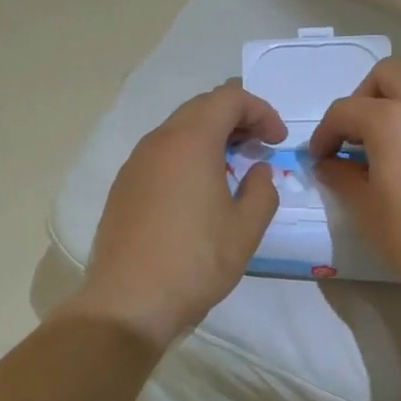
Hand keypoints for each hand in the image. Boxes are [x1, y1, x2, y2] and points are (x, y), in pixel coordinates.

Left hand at [65, 84, 285, 347]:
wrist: (129, 302)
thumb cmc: (195, 263)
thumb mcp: (245, 230)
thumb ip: (262, 191)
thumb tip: (257, 171)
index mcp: (190, 143)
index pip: (228, 98)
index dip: (260, 110)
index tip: (277, 141)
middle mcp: (157, 143)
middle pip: (200, 107)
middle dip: (235, 118)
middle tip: (259, 146)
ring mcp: (134, 165)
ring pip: (176, 131)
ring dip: (208, 137)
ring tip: (231, 166)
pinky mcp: (122, 188)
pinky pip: (159, 155)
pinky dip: (185, 157)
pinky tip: (197, 190)